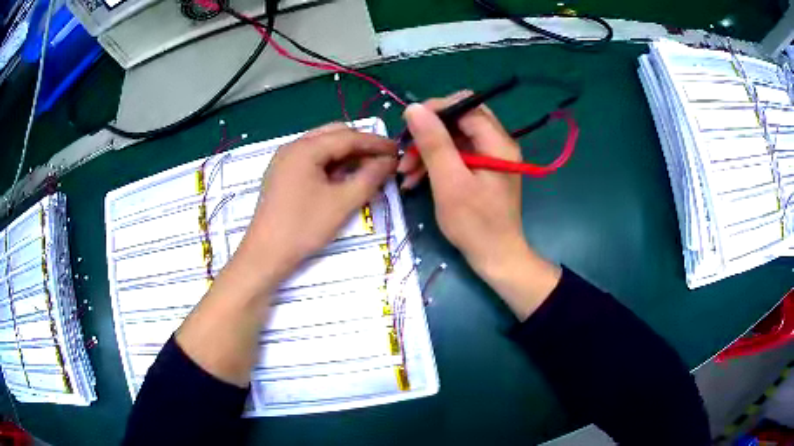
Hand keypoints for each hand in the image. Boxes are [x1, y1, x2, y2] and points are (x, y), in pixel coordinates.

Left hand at [239, 123, 396, 282]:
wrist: (265, 254)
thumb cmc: (304, 227)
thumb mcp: (343, 203)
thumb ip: (370, 177)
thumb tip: (389, 161)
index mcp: (306, 148)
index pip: (348, 136)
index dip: (376, 142)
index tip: (398, 150)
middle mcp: (293, 146)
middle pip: (334, 134)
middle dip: (360, 144)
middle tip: (382, 160)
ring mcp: (284, 159)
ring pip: (322, 145)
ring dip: (346, 153)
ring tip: (367, 169)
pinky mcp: (282, 174)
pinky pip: (312, 158)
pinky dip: (331, 163)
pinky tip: (343, 177)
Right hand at [399, 94, 559, 318]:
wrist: (496, 257)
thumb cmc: (474, 224)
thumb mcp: (449, 182)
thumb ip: (433, 142)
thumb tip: (414, 108)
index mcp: (497, 142)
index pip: (465, 106)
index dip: (435, 109)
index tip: (408, 126)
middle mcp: (498, 143)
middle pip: (460, 119)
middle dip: (429, 132)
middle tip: (406, 149)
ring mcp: (492, 157)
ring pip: (455, 138)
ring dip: (428, 150)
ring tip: (404, 172)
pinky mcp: (484, 170)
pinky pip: (457, 155)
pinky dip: (437, 163)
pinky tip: (415, 179)